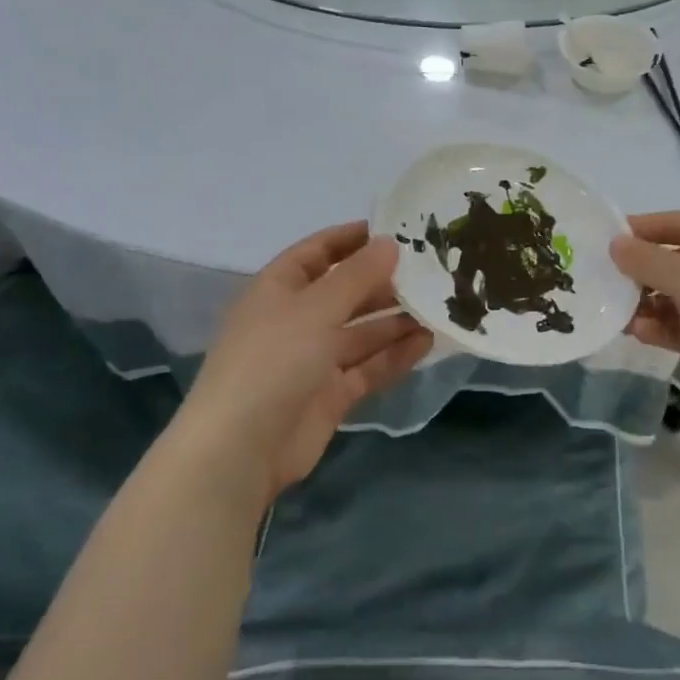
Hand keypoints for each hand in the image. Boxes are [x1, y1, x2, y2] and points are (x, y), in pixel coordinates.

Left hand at [180, 222, 430, 504]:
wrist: (240, 450)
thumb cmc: (272, 362)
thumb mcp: (315, 309)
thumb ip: (356, 276)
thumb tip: (390, 243)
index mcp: (278, 290)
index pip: (317, 252)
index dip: (351, 239)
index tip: (395, 229)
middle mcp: (295, 321)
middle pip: (345, 292)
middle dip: (384, 282)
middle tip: (431, 270)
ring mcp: (313, 360)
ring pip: (362, 332)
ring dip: (396, 319)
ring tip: (439, 306)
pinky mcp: (330, 394)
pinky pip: (368, 366)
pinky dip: (395, 354)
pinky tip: (427, 342)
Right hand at [610, 211, 679, 411]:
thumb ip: (645, 259)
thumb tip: (615, 244)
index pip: (678, 223)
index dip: (643, 228)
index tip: (607, 238)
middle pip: (676, 260)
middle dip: (641, 271)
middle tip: (605, 278)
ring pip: (677, 296)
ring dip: (647, 302)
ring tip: (616, 311)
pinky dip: (661, 326)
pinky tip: (636, 332)